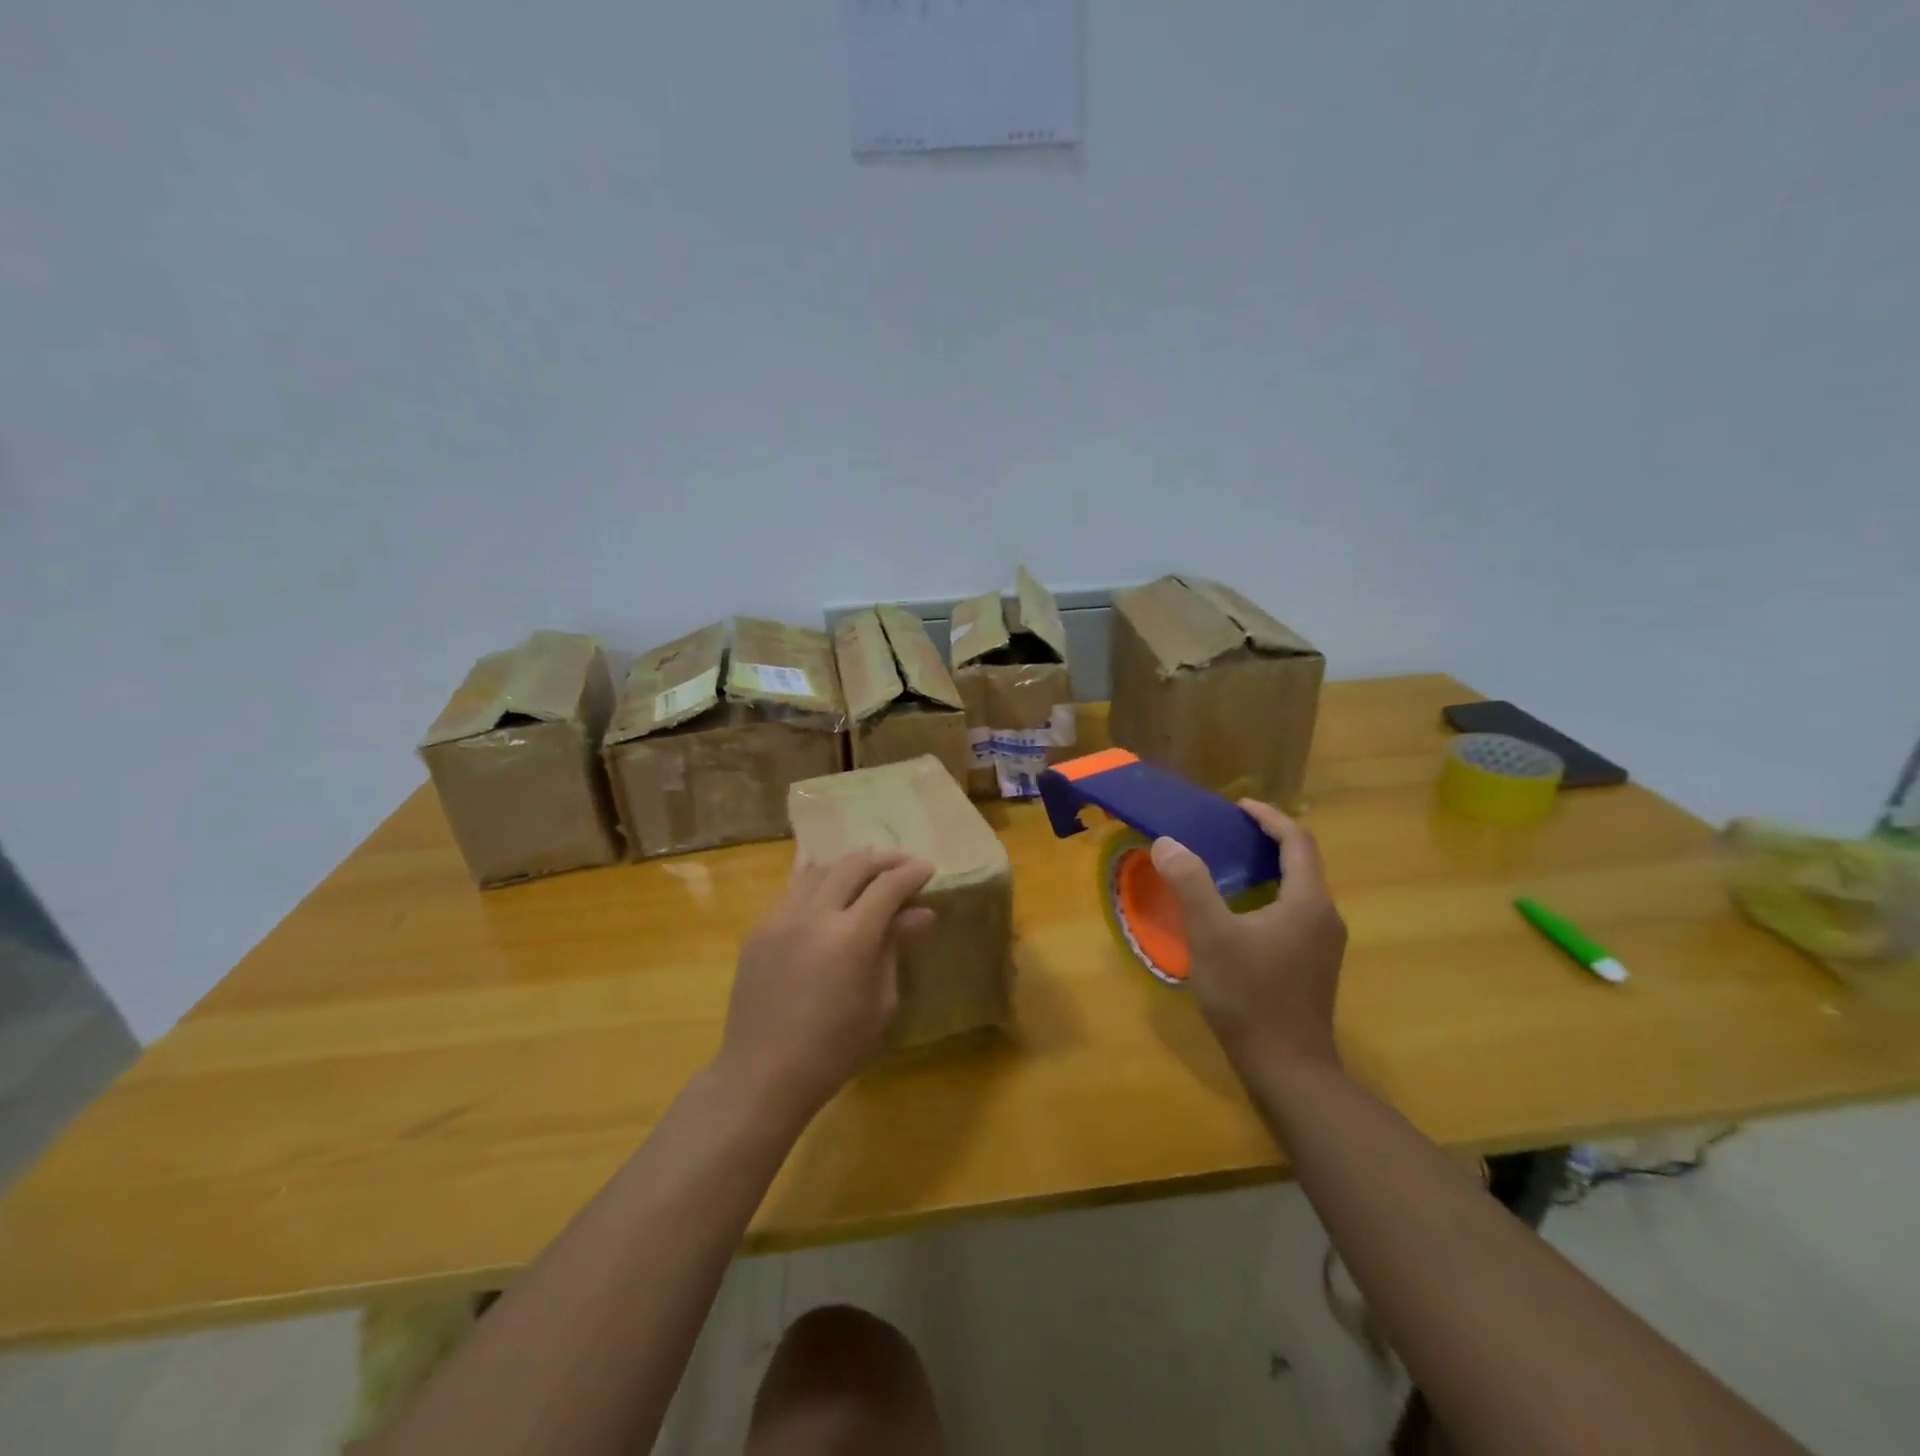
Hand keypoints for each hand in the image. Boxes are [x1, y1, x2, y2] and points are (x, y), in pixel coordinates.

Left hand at [715, 849, 934, 1125]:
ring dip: (849, 864)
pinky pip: (791, 888)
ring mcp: (781, 917)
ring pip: (820, 870)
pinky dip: (813, 875)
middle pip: (854, 865)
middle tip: (904, 865)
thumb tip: (921, 913)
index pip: (888, 886)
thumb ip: (895, 947)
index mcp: (851, 936)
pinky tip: (820, 867)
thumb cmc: (834, 1048)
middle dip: (884, 859)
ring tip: (868, 869)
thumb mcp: (880, 1001)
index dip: (912, 873)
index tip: (928, 869)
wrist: (763, 1073)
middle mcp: (814, 914)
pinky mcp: (760, 927)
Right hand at [1148, 800, 1345, 1077]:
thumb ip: (1190, 883)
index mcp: (1308, 901)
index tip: (1237, 806)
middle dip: (1267, 840)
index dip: (1268, 816)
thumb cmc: (1249, 996)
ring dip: (1268, 869)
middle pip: (1302, 862)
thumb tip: (1168, 842)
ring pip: (1299, 889)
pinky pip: (1295, 913)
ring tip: (1229, 865)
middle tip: (1227, 832)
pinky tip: (1241, 913)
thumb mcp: (1211, 935)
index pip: (1297, 840)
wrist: (1288, 1069)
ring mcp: (1323, 944)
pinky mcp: (1313, 965)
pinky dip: (1270, 895)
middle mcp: (1324, 917)